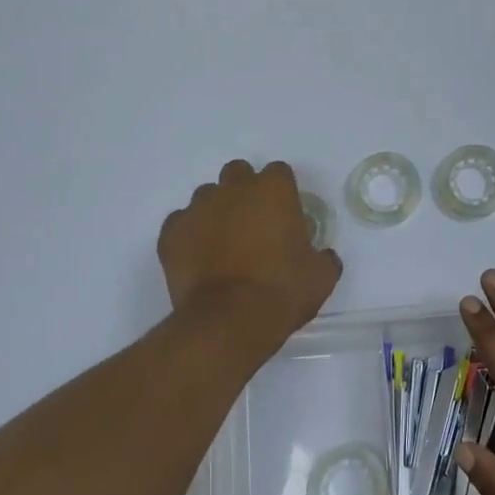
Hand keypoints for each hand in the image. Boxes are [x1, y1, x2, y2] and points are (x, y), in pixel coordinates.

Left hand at [158, 161, 341, 354]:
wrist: (229, 321)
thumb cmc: (282, 291)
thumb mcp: (320, 277)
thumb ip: (323, 257)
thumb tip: (323, 256)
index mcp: (273, 190)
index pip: (279, 173)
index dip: (282, 193)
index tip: (285, 217)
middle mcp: (233, 189)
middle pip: (238, 174)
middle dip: (245, 192)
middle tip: (253, 225)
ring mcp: (197, 208)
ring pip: (207, 197)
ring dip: (216, 212)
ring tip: (223, 245)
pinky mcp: (171, 232)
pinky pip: (181, 224)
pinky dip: (189, 236)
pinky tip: (199, 259)